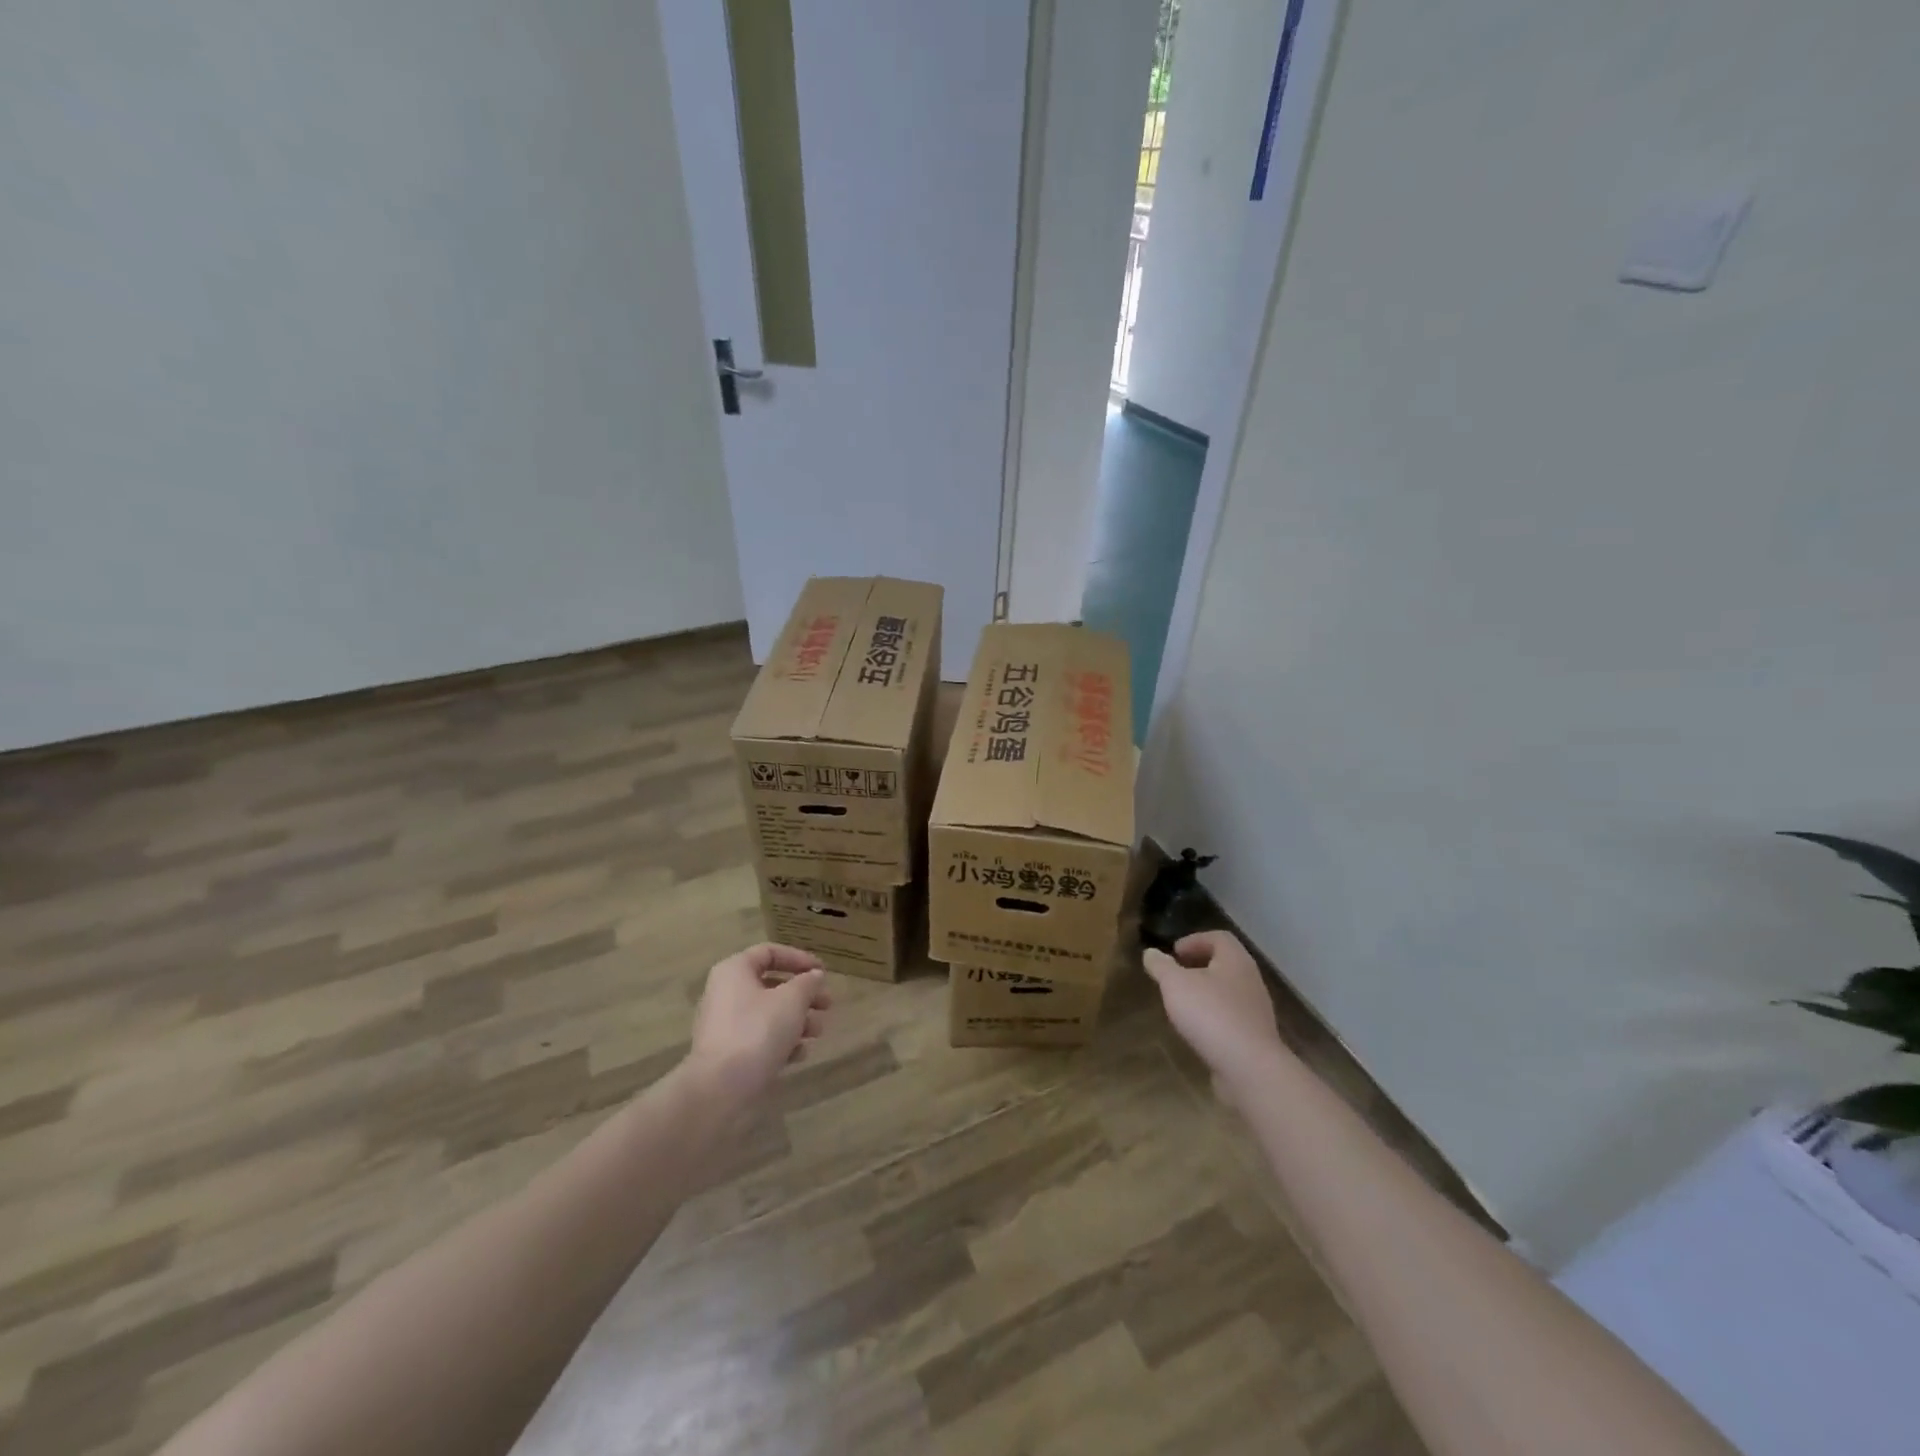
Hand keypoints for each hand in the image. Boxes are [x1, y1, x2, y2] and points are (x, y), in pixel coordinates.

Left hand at [686, 943, 829, 1107]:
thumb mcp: (792, 1000)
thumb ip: (807, 983)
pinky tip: (800, 1054)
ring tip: (818, 1032)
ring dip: (797, 1020)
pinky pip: (759, 1038)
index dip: (799, 958)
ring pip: (768, 1014)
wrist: (720, 1088)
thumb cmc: (758, 1031)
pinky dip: (781, 1042)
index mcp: (735, 971)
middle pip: (772, 985)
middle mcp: (725, 993)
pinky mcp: (728, 1053)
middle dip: (804, 995)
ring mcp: (724, 1025)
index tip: (823, 972)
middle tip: (828, 1005)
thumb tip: (814, 976)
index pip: (770, 953)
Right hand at [1144, 931, 1286, 1100]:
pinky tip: (1197, 1030)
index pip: (1219, 937)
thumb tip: (1150, 952)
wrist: (1250, 1068)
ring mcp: (1255, 1011)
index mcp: (1235, 960)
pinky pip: (1231, 1017)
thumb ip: (1161, 966)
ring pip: (1228, 992)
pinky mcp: (1255, 1037)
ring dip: (1205, 992)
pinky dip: (1213, 1017)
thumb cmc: (1211, 1014)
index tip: (1174, 952)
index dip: (1194, 940)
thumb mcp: (1175, 984)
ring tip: (1182, 1003)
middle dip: (1198, 966)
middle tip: (1175, 975)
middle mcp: (1250, 980)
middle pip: (1225, 964)